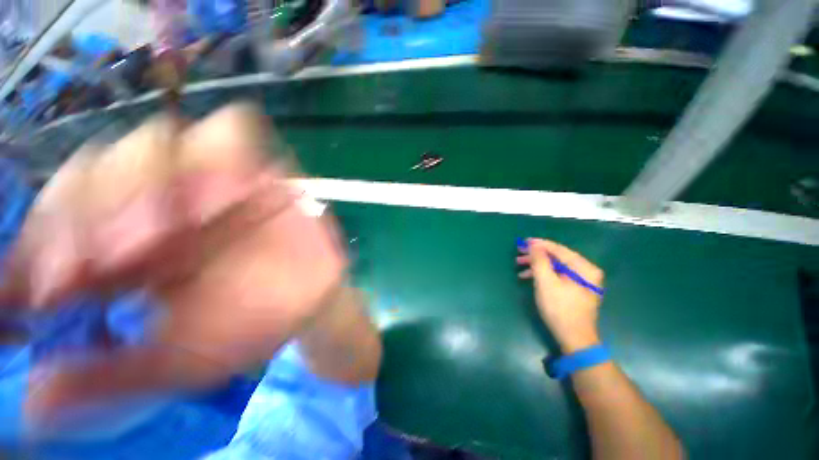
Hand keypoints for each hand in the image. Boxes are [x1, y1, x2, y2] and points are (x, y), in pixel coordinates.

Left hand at [2, 104, 346, 421]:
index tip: (57, 288)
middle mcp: (160, 200)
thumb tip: (36, 399)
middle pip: (99, 161)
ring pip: (161, 136)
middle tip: (127, 257)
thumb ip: (109, 376)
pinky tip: (236, 187)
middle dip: (101, 206)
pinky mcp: (262, 168)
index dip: (45, 240)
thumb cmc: (248, 329)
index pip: (58, 213)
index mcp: (125, 245)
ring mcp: (214, 177)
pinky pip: (236, 128)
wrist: (308, 302)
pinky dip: (227, 148)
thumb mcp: (177, 363)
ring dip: (165, 174)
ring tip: (195, 219)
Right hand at [517, 239, 603, 353]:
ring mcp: (581, 281)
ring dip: (536, 265)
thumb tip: (534, 244)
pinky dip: (542, 274)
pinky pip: (557, 275)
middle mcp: (586, 271)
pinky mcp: (575, 289)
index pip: (558, 249)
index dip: (539, 244)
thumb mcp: (546, 282)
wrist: (573, 338)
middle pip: (556, 257)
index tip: (523, 241)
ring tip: (518, 265)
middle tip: (518, 253)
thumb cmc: (559, 308)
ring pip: (555, 266)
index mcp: (583, 267)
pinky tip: (527, 276)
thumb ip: (539, 260)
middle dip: (535, 255)